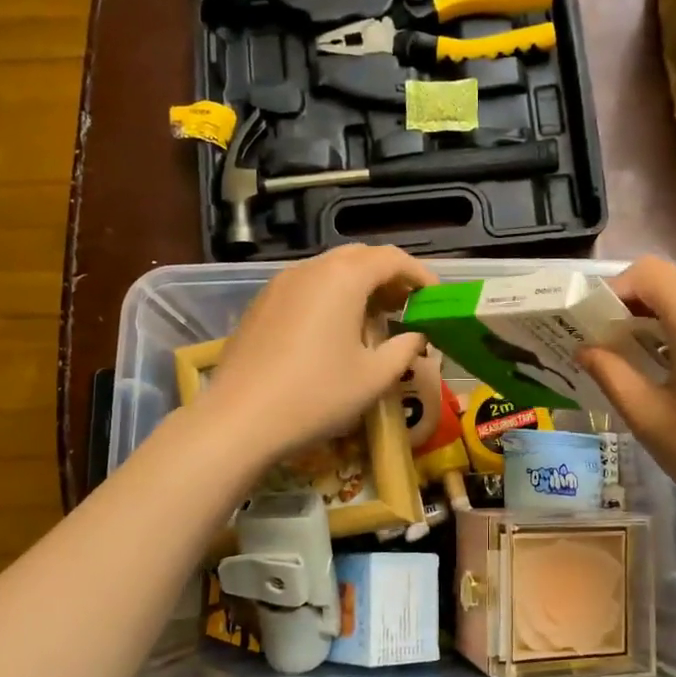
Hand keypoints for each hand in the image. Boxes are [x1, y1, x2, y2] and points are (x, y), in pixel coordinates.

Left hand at [201, 245, 437, 459]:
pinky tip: (335, 331)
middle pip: (359, 257)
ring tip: (375, 319)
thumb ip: (404, 350)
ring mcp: (280, 284)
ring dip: (359, 286)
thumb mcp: (374, 377)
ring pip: (329, 270)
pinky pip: (306, 287)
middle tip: (408, 306)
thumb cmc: (317, 395)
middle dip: (388, 276)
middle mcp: (310, 269)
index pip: (392, 259)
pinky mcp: (261, 305)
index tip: (436, 297)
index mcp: (343, 278)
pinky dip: (331, 297)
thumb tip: (416, 337)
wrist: (239, 418)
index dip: (420, 274)